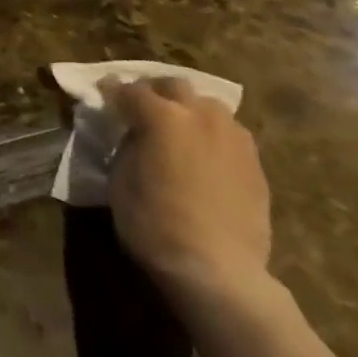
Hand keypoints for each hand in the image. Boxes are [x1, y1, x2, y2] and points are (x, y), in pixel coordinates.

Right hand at [107, 77, 272, 308]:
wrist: (218, 271)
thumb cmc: (155, 225)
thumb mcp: (120, 182)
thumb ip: (126, 147)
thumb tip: (132, 136)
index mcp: (161, 116)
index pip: (129, 91)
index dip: (111, 92)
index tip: (102, 97)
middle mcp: (200, 115)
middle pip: (174, 85)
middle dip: (155, 92)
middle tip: (142, 110)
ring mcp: (232, 136)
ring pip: (208, 105)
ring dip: (189, 110)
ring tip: (179, 130)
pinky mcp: (255, 162)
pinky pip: (229, 133)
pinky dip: (212, 135)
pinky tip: (205, 156)